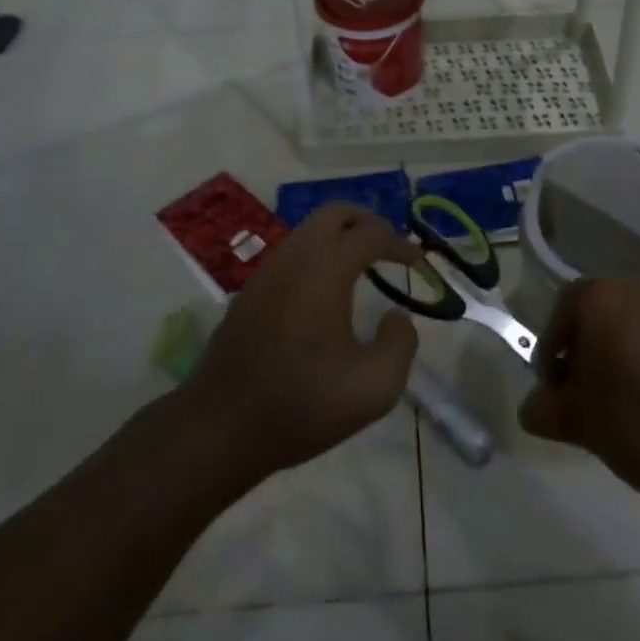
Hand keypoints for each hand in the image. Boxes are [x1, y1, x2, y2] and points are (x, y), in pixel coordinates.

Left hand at [184, 203, 419, 481]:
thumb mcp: (374, 386)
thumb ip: (401, 344)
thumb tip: (397, 316)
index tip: (419, 262)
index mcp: (325, 268)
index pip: (371, 234)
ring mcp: (267, 271)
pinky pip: (292, 254)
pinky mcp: (250, 292)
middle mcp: (295, 256)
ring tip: (362, 267)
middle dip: (368, 222)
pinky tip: (326, 292)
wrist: (220, 427)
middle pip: (335, 213)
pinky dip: (318, 256)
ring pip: (309, 231)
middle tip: (390, 249)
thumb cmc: (302, 403)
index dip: (400, 243)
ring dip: (340, 237)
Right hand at [519, 279, 639, 528]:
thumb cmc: (638, 426)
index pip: (562, 312)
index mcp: (601, 296)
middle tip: (588, 392)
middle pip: (600, 311)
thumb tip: (533, 407)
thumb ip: (544, 408)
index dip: (552, 350)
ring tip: (627, 396)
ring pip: (636, 320)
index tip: (556, 388)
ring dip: (624, 349)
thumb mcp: (578, 423)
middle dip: (589, 347)